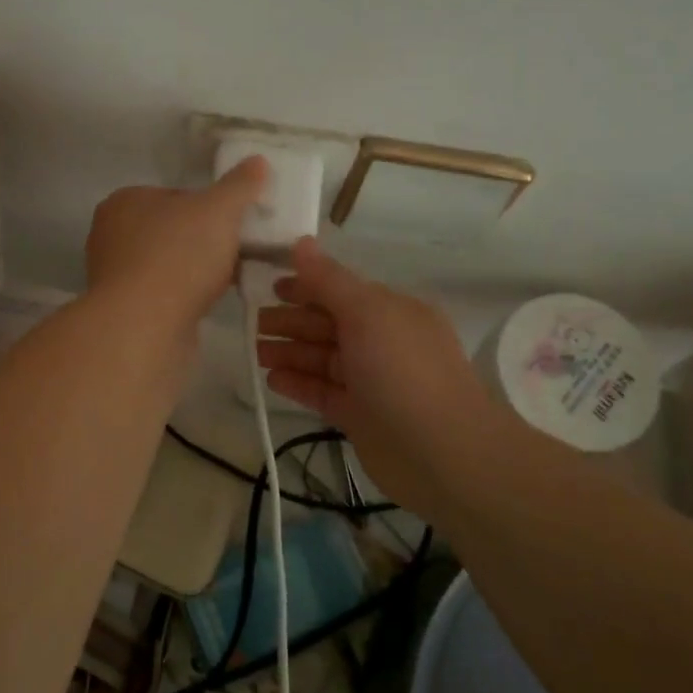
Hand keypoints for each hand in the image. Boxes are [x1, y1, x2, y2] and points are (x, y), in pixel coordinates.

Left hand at [85, 157, 268, 331]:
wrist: (144, 326)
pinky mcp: (123, 310)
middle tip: (235, 252)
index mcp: (124, 201)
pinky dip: (183, 297)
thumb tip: (257, 161)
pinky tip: (206, 304)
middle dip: (202, 241)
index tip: (233, 224)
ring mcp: (114, 276)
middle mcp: (111, 235)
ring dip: (194, 271)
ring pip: (167, 264)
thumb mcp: (219, 210)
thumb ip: (239, 185)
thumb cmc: (178, 256)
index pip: (174, 195)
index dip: (208, 208)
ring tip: (228, 280)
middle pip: (171, 231)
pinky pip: (162, 295)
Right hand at [258, 238, 497, 513]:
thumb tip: (301, 242)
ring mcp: (371, 380)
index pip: (341, 291)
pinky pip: (323, 392)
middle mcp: (382, 342)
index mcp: (391, 311)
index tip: (269, 285)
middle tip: (252, 322)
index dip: (305, 286)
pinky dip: (298, 384)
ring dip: (290, 352)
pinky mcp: (360, 415)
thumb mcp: (366, 312)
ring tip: (255, 351)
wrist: (440, 451)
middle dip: (292, 320)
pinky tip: (271, 379)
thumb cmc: (402, 369)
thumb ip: (329, 280)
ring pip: (323, 359)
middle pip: (329, 324)